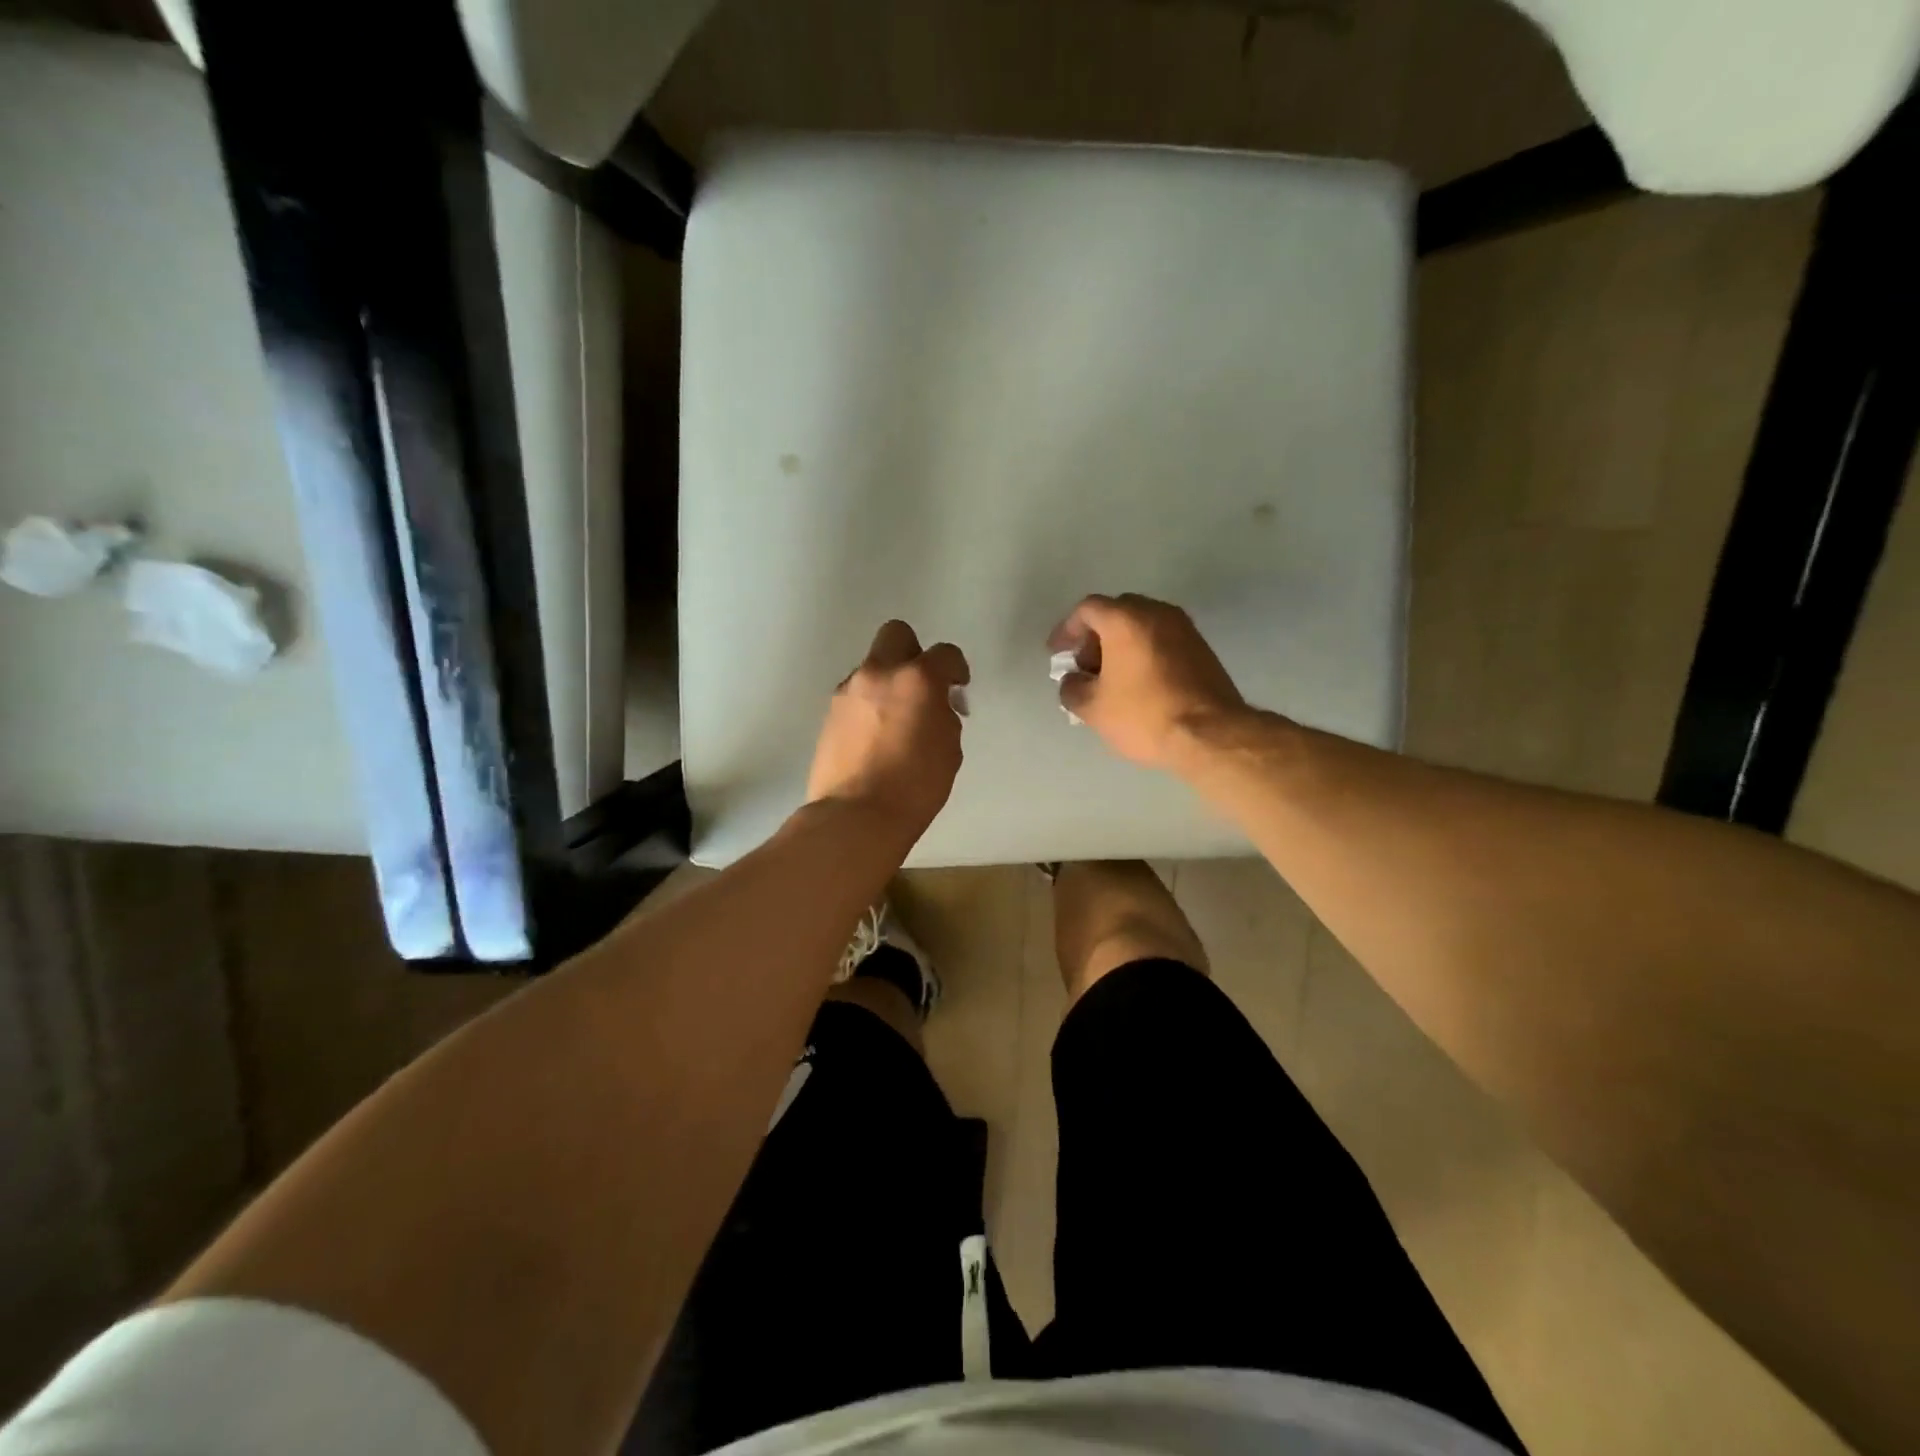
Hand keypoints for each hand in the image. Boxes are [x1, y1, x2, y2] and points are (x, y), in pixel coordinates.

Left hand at [807, 620, 970, 843]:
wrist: (856, 815)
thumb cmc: (915, 786)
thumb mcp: (949, 748)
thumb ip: (944, 715)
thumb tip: (935, 707)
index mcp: (917, 679)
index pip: (945, 653)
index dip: (956, 668)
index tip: (958, 686)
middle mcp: (879, 673)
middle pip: (896, 634)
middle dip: (914, 652)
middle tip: (922, 685)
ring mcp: (848, 691)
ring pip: (872, 666)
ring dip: (888, 682)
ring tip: (896, 719)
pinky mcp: (829, 713)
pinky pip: (856, 694)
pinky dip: (869, 704)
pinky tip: (875, 735)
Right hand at [1047, 593, 1247, 770]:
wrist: (1211, 734)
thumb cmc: (1144, 715)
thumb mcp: (1093, 709)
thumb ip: (1072, 688)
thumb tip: (1073, 681)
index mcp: (1125, 619)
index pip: (1087, 609)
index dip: (1067, 629)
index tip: (1058, 653)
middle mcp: (1157, 613)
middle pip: (1116, 612)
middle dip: (1095, 636)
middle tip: (1085, 666)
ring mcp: (1184, 628)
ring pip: (1142, 625)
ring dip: (1121, 645)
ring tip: (1111, 679)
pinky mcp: (1202, 648)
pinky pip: (1162, 639)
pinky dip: (1144, 652)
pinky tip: (1138, 684)